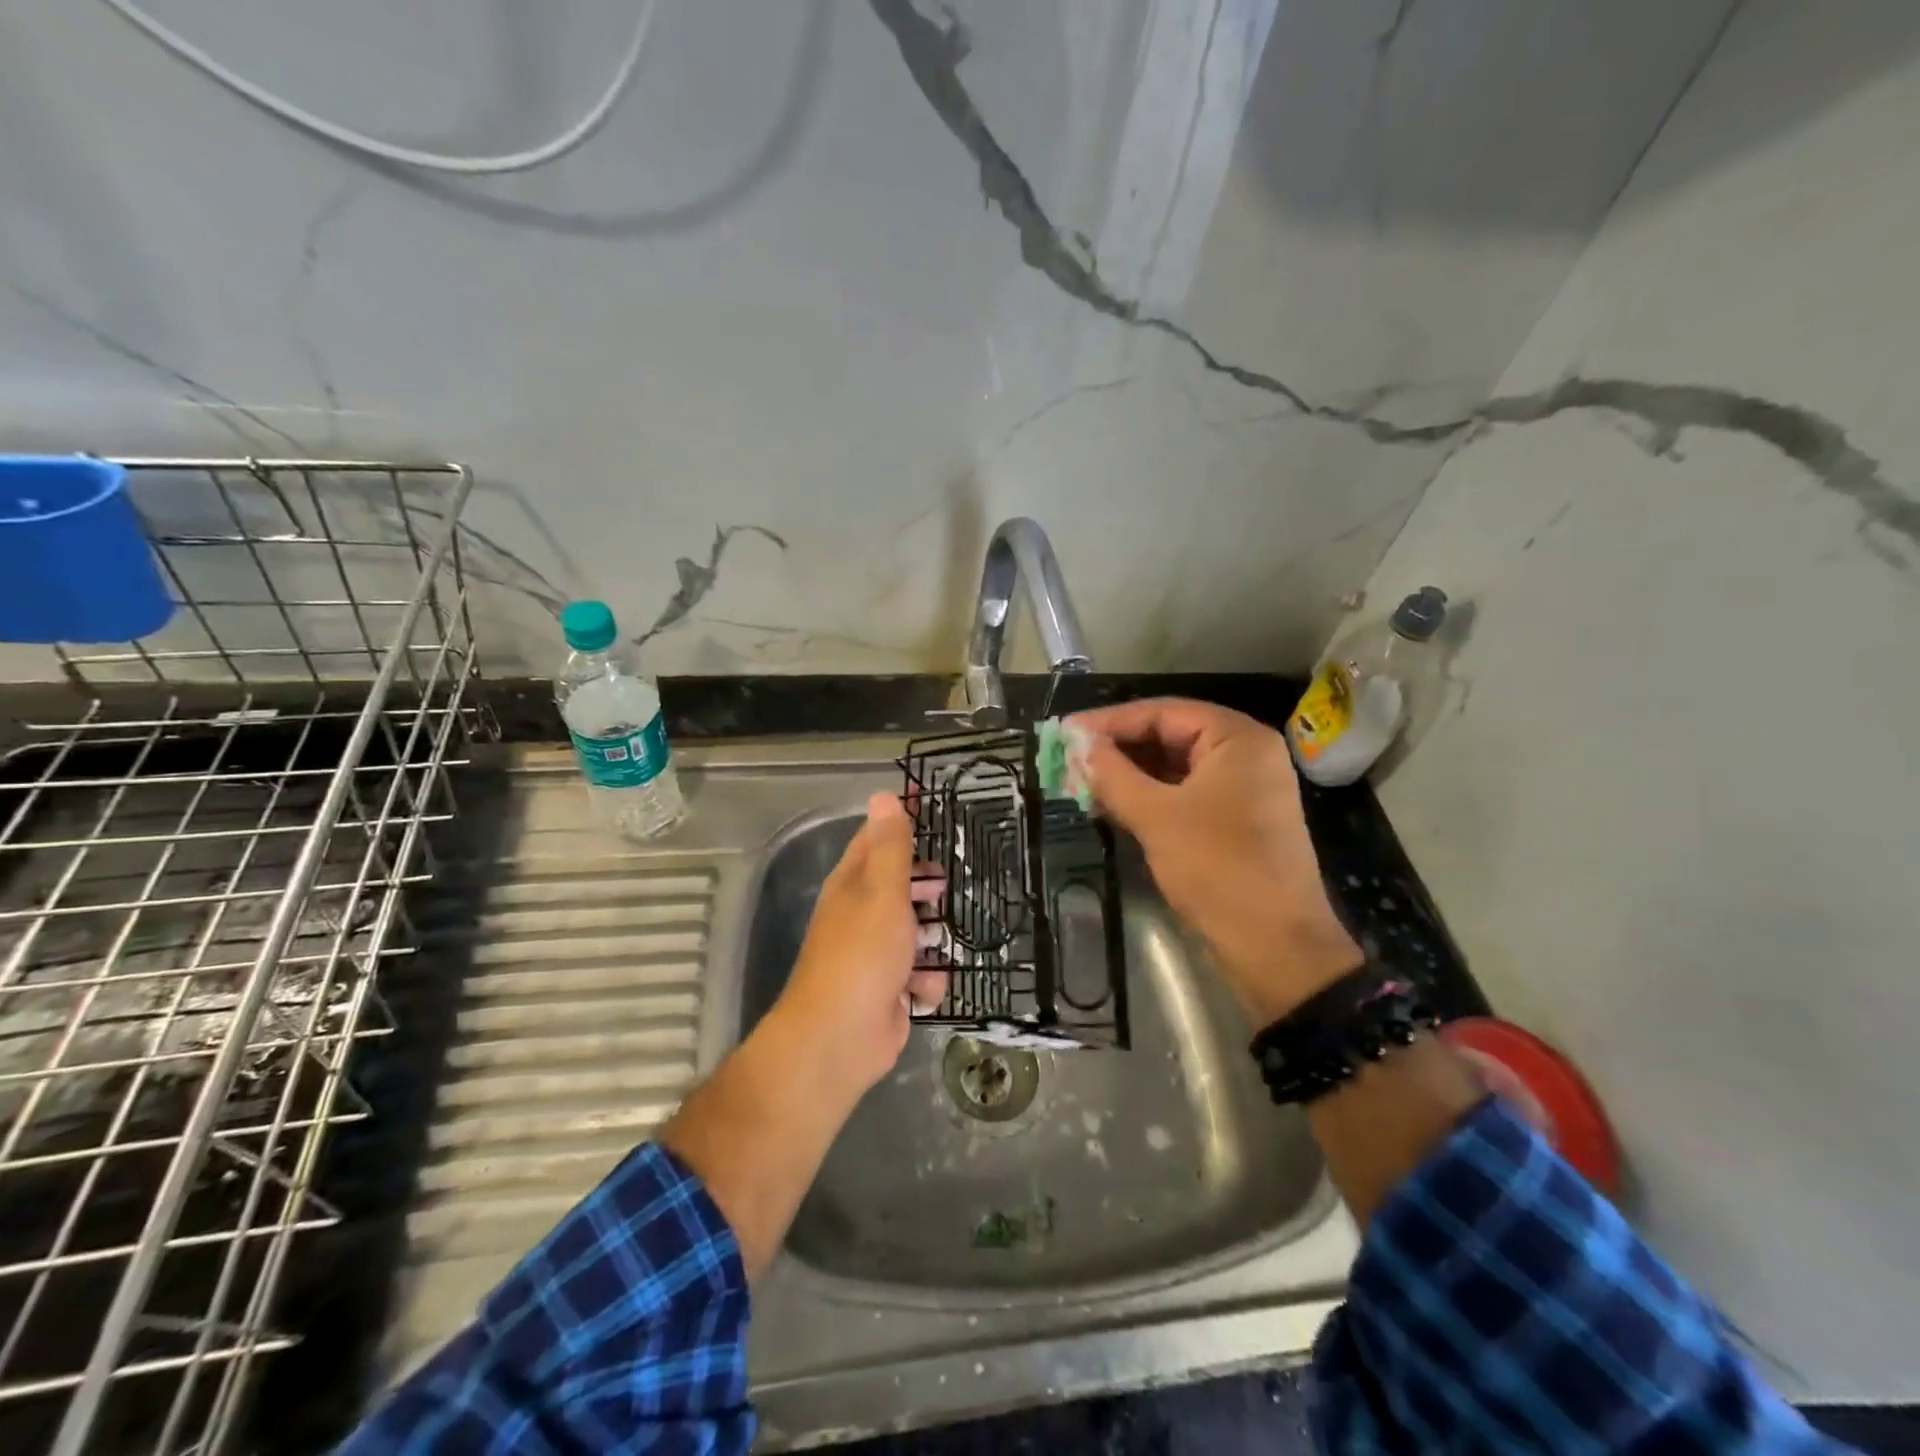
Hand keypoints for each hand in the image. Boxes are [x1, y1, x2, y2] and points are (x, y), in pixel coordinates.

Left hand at [770, 793, 945, 1094]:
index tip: (929, 806)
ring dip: (932, 939)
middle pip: (901, 886)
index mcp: (853, 884)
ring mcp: (875, 954)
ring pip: (916, 931)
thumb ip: (891, 847)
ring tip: (939, 942)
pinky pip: (920, 974)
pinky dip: (925, 981)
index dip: (901, 821)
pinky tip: (922, 988)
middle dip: (926, 888)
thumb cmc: (863, 954)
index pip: (877, 838)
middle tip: (946, 886)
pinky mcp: (890, 989)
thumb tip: (883, 795)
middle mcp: (861, 914)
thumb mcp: (883, 892)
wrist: (840, 1038)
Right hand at [1073, 699, 1362, 1025]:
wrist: (1275, 946)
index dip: (1110, 721)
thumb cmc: (1217, 868)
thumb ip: (1114, 775)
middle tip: (1070, 758)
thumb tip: (1078, 747)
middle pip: (1169, 735)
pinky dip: (1148, 796)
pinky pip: (1184, 794)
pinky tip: (1111, 805)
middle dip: (1118, 748)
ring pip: (1174, 767)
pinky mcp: (1235, 820)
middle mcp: (1244, 754)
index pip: (1163, 712)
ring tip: (1081, 782)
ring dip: (1129, 774)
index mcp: (1237, 738)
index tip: (1066, 731)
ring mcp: (1243, 789)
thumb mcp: (1157, 817)